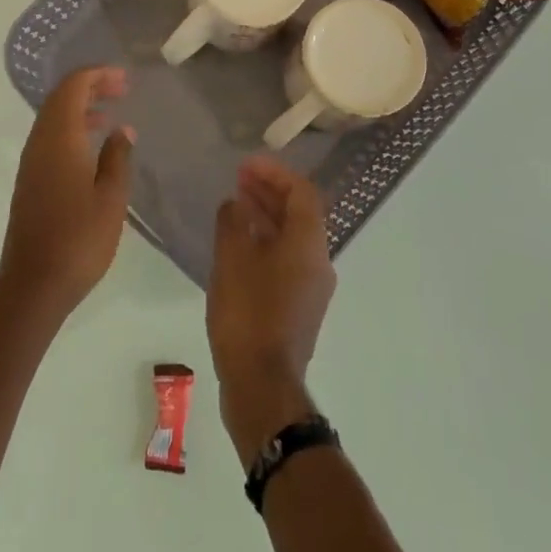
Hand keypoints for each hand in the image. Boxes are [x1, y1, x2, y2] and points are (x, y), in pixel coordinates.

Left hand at [0, 67, 134, 328]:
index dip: (97, 75)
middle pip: (60, 98)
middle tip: (122, 89)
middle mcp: (39, 143)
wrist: (33, 286)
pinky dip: (71, 129)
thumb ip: (117, 157)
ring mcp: (30, 163)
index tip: (125, 79)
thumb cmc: (79, 239)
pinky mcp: (29, 182)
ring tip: (110, 115)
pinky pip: (50, 139)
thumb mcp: (111, 197)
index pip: (72, 87)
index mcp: (58, 138)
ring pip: (53, 119)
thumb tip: (122, 130)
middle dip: (90, 86)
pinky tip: (92, 148)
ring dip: (80, 108)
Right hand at [207, 157, 335, 463]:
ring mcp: (311, 288)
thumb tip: (236, 204)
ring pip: (293, 238)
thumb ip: (233, 221)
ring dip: (267, 216)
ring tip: (236, 205)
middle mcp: (319, 262)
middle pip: (300, 213)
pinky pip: (286, 260)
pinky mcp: (298, 309)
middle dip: (270, 192)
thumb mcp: (231, 259)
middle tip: (239, 179)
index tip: (246, 165)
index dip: (275, 173)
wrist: (262, 386)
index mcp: (309, 244)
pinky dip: (266, 242)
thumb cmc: (248, 314)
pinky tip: (239, 246)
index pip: (302, 192)